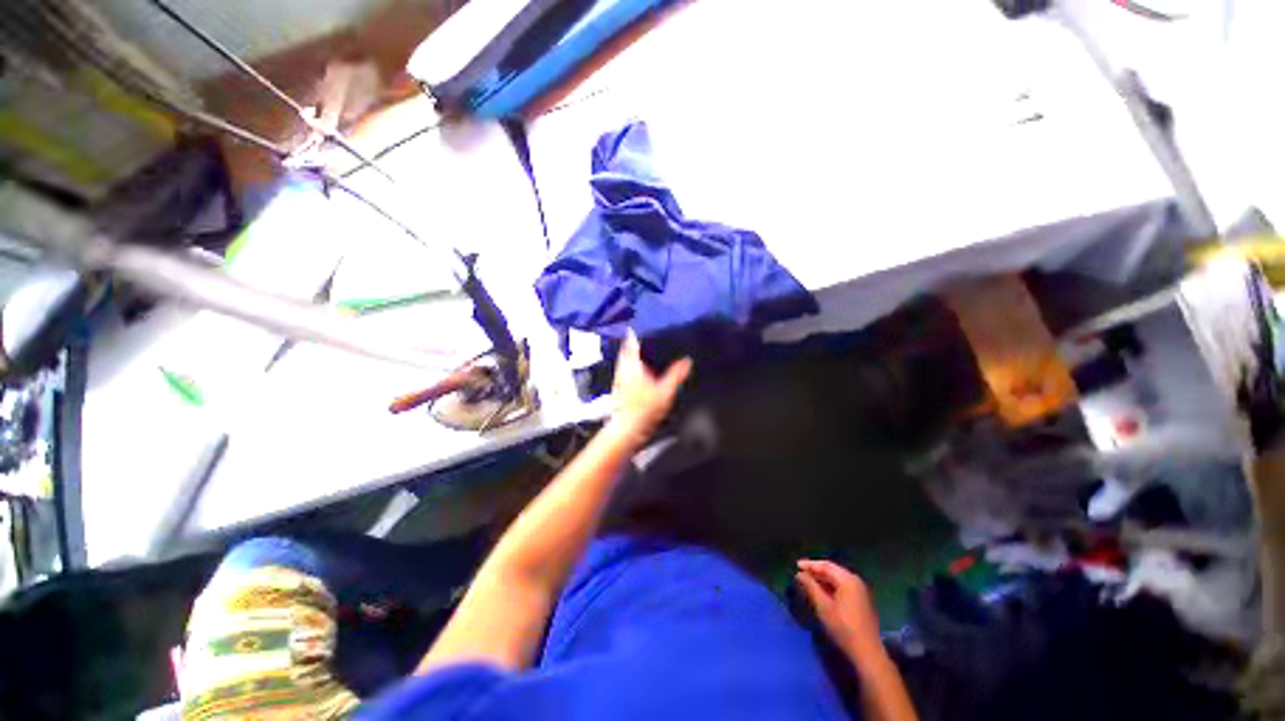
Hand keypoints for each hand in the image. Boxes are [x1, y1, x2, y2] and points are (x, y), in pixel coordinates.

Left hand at [609, 332, 691, 443]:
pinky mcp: (619, 389)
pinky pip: (624, 371)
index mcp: (632, 365)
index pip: (631, 344)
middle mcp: (623, 369)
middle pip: (626, 351)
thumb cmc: (644, 409)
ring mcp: (619, 379)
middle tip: (644, 338)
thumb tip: (687, 360)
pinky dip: (631, 367)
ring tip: (644, 352)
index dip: (634, 334)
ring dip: (631, 355)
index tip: (638, 327)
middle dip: (633, 344)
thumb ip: (676, 374)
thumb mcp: (665, 391)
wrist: (628, 429)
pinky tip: (640, 371)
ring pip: (624, 361)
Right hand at [796, 559, 882, 659]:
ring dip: (822, 579)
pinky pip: (842, 587)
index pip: (826, 565)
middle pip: (832, 571)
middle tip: (801, 574)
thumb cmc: (843, 628)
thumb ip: (811, 587)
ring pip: (837, 579)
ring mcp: (860, 591)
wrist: (867, 652)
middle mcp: (855, 581)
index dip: (810, 564)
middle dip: (816, 571)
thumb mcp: (823, 606)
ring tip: (808, 582)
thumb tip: (800, 574)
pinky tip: (821, 592)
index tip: (796, 565)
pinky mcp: (861, 601)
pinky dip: (830, 587)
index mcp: (848, 580)